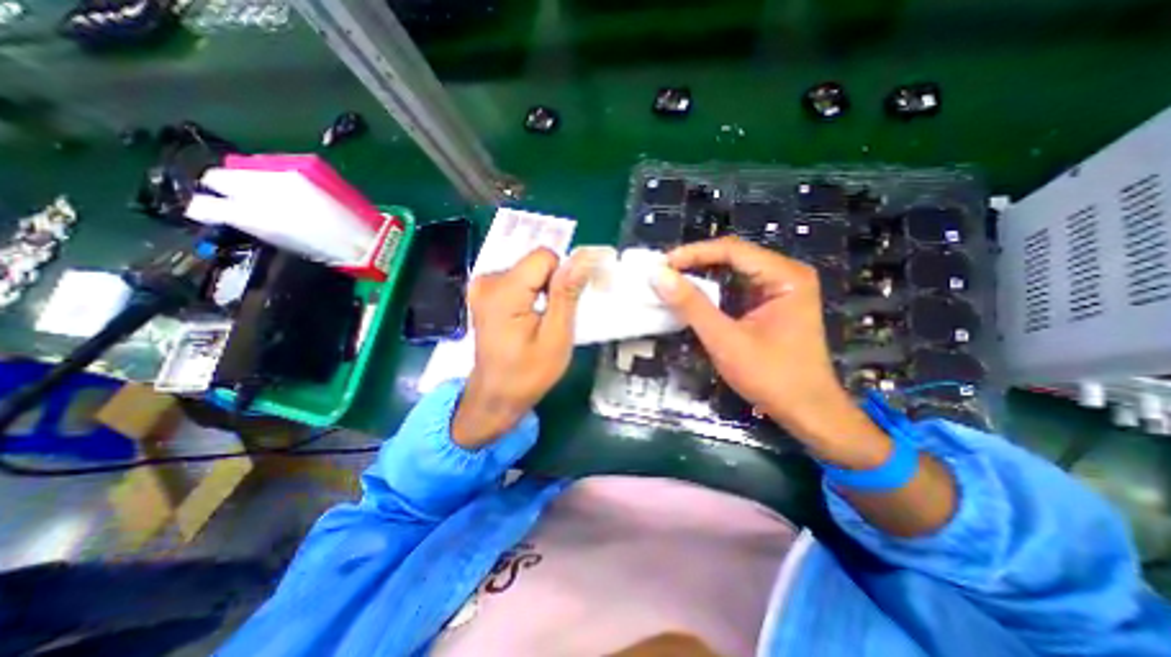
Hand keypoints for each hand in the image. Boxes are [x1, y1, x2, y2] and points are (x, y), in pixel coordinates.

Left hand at [453, 249, 601, 449]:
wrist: (496, 395)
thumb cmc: (528, 373)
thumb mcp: (556, 336)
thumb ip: (567, 294)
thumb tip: (582, 258)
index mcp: (504, 291)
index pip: (544, 257)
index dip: (561, 278)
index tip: (561, 306)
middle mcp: (487, 281)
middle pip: (535, 263)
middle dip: (550, 286)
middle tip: (551, 318)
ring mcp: (481, 286)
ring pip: (529, 271)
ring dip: (541, 291)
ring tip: (537, 322)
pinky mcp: (483, 293)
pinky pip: (517, 279)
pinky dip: (529, 294)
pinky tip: (526, 318)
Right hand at [654, 237, 883, 460]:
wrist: (807, 412)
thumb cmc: (771, 377)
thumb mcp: (726, 340)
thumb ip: (691, 306)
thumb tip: (658, 276)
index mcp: (785, 276)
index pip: (732, 250)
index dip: (692, 253)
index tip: (661, 265)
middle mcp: (785, 274)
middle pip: (733, 256)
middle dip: (695, 263)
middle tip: (662, 274)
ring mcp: (780, 289)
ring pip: (732, 271)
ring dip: (701, 276)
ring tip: (670, 282)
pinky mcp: (771, 304)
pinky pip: (736, 287)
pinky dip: (711, 291)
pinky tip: (691, 297)